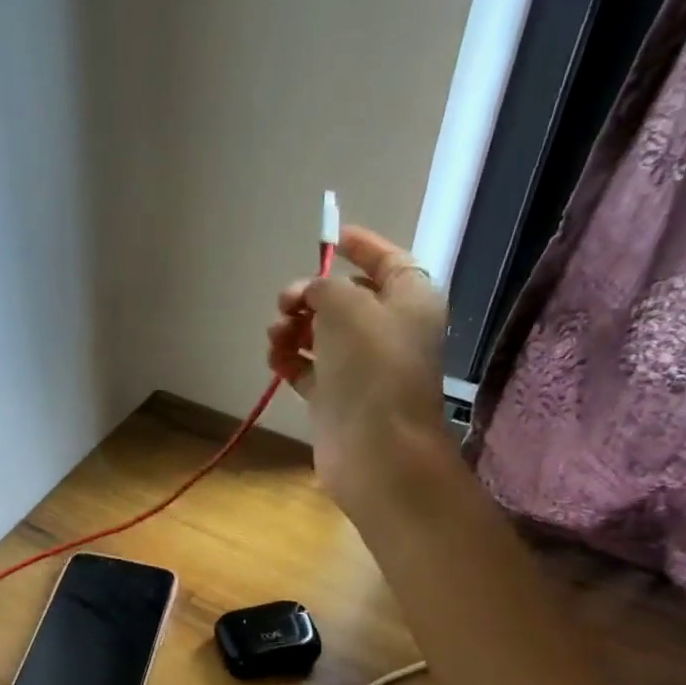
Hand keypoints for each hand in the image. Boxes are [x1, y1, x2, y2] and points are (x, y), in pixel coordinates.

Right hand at [266, 224, 449, 506]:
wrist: (375, 447)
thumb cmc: (371, 367)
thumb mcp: (347, 306)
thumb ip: (321, 286)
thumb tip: (306, 294)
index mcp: (410, 300)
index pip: (388, 260)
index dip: (360, 246)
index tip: (329, 236)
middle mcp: (389, 330)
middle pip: (346, 299)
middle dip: (311, 295)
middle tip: (285, 303)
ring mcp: (361, 367)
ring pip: (321, 334)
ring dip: (293, 327)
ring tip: (276, 336)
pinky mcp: (336, 397)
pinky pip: (308, 367)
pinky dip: (289, 359)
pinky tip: (275, 359)